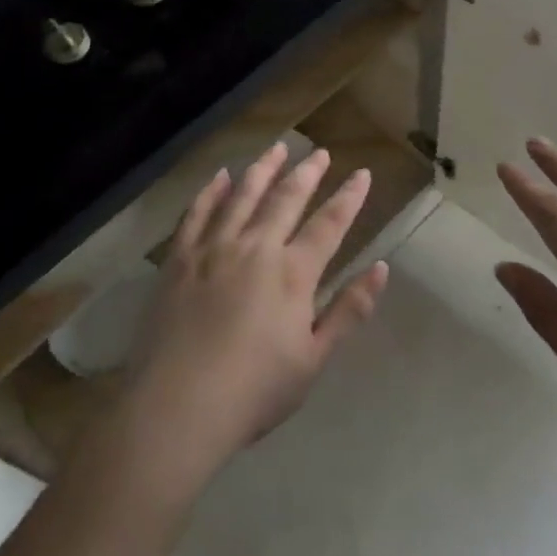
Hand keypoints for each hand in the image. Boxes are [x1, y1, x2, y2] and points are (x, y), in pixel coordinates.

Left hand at [122, 142, 388, 480]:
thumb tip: (380, 268)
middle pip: (285, 199)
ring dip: (263, 169)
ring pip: (242, 195)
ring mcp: (213, 248)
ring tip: (277, 148)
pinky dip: (211, 190)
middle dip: (307, 172)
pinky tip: (221, 176)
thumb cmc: (253, 391)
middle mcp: (255, 248)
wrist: (176, 407)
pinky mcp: (179, 258)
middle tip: (319, 153)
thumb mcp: (313, 360)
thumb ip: (348, 311)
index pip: (328, 224)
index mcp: (292, 273)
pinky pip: (198, 212)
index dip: (348, 198)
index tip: (362, 174)